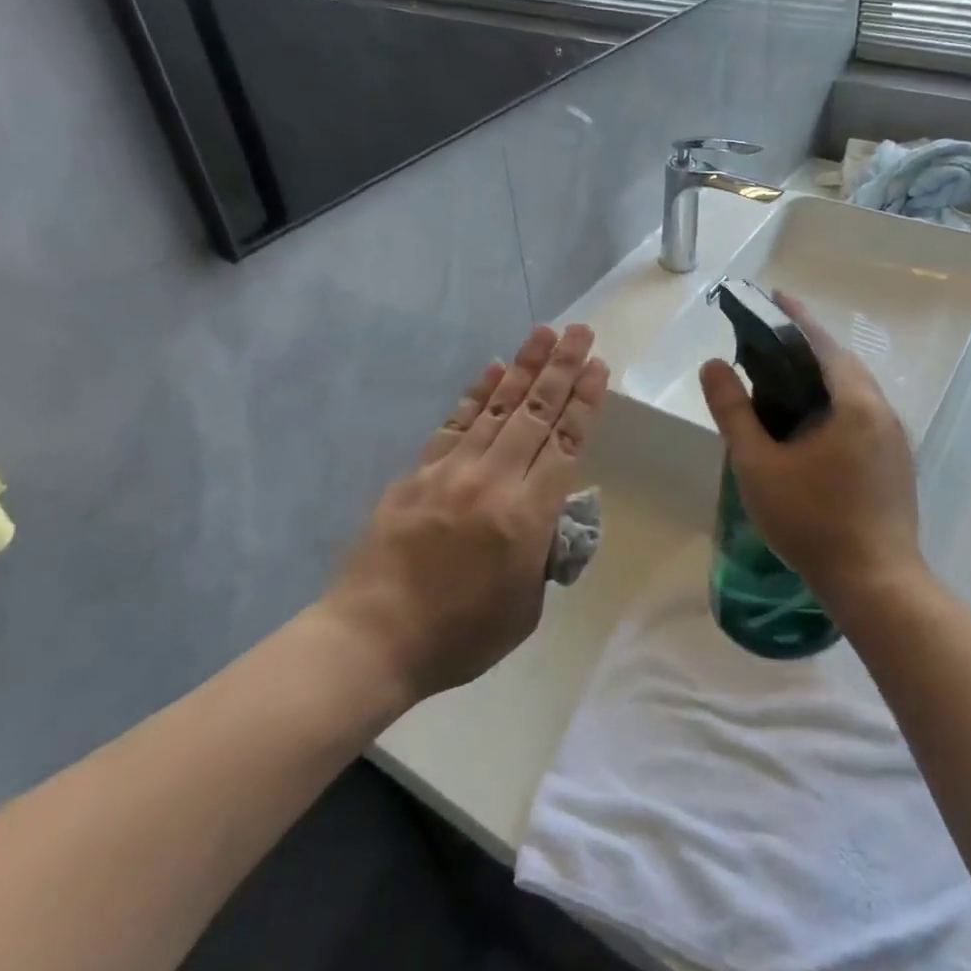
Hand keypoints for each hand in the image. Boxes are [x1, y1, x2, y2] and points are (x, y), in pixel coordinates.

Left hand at [327, 325, 607, 702]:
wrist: (372, 639)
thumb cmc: (459, 636)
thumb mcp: (526, 608)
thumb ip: (544, 553)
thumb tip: (552, 514)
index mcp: (526, 517)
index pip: (564, 444)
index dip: (584, 402)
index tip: (598, 367)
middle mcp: (492, 481)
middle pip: (535, 413)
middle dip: (562, 369)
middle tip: (581, 332)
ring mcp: (451, 471)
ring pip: (498, 408)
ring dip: (524, 367)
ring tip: (544, 333)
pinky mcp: (419, 472)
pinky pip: (455, 423)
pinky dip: (477, 393)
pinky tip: (493, 368)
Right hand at [698, 293, 922, 610]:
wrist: (876, 584)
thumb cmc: (812, 521)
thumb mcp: (759, 465)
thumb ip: (734, 412)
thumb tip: (713, 366)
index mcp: (855, 403)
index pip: (822, 344)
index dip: (795, 318)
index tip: (774, 296)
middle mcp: (882, 412)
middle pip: (842, 364)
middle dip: (807, 346)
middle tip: (768, 340)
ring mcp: (894, 440)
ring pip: (854, 392)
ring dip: (822, 376)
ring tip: (783, 378)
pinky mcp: (895, 464)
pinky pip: (860, 415)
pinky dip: (833, 403)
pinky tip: (809, 424)